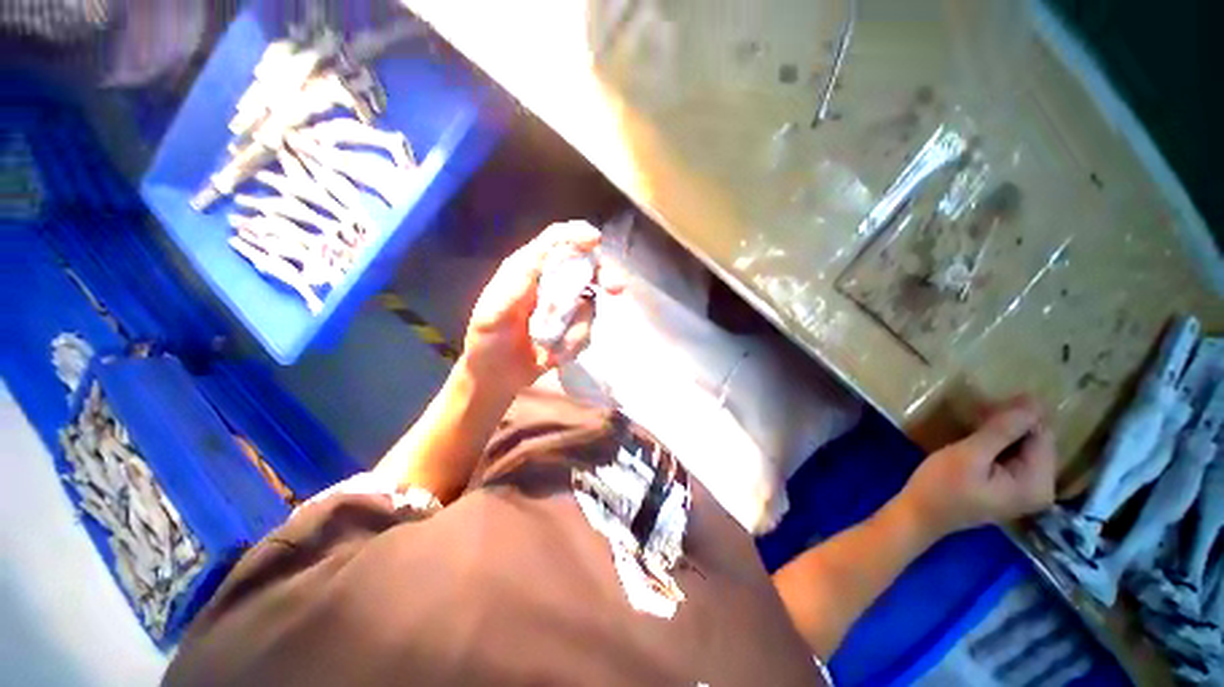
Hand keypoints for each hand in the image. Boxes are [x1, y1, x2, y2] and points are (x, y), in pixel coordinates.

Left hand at [462, 221, 623, 392]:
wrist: (497, 378)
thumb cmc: (487, 343)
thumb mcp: (494, 311)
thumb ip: (519, 282)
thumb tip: (550, 251)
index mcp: (526, 270)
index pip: (555, 241)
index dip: (575, 235)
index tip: (595, 240)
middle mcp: (549, 282)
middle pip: (584, 266)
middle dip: (602, 275)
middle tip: (616, 288)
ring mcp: (564, 305)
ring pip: (589, 304)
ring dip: (576, 330)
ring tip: (552, 352)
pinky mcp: (572, 327)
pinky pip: (586, 330)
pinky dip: (573, 345)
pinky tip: (554, 358)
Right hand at [900, 397, 1057, 538]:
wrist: (919, 516)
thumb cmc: (941, 486)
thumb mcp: (968, 455)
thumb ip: (1002, 431)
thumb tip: (1032, 402)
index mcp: (1038, 483)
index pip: (1041, 436)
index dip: (1018, 416)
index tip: (987, 404)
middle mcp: (1042, 488)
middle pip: (1037, 442)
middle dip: (1011, 424)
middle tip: (978, 411)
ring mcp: (1028, 491)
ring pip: (1025, 448)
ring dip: (1003, 432)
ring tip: (975, 422)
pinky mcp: (1012, 489)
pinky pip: (1015, 457)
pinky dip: (999, 444)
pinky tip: (977, 440)